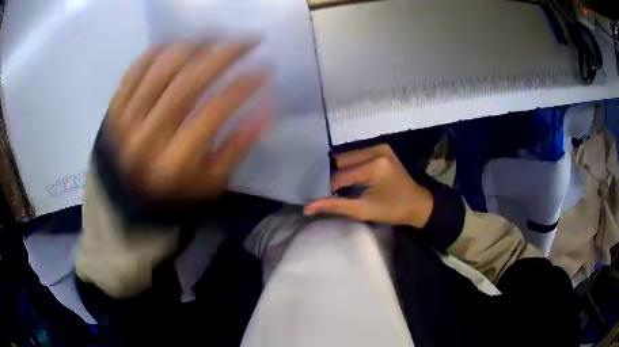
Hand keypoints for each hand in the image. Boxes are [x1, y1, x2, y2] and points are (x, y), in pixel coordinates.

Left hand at [106, 42, 268, 199]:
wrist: (125, 194)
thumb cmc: (173, 189)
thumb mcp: (210, 183)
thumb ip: (236, 149)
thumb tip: (264, 109)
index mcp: (174, 163)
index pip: (212, 114)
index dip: (241, 87)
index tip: (264, 69)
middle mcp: (147, 138)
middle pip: (187, 84)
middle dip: (223, 55)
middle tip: (248, 41)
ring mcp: (126, 120)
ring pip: (162, 69)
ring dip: (195, 46)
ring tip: (217, 37)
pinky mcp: (114, 107)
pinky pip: (136, 69)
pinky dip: (159, 50)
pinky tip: (180, 43)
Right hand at [304, 144, 432, 227]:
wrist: (418, 203)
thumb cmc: (392, 210)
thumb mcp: (363, 211)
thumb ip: (335, 206)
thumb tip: (307, 208)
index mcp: (375, 166)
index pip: (340, 176)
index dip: (329, 189)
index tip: (323, 200)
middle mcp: (376, 150)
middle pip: (341, 161)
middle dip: (333, 177)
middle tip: (329, 192)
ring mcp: (379, 146)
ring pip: (347, 156)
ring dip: (340, 170)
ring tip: (337, 186)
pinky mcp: (381, 148)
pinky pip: (357, 155)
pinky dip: (350, 166)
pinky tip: (349, 177)